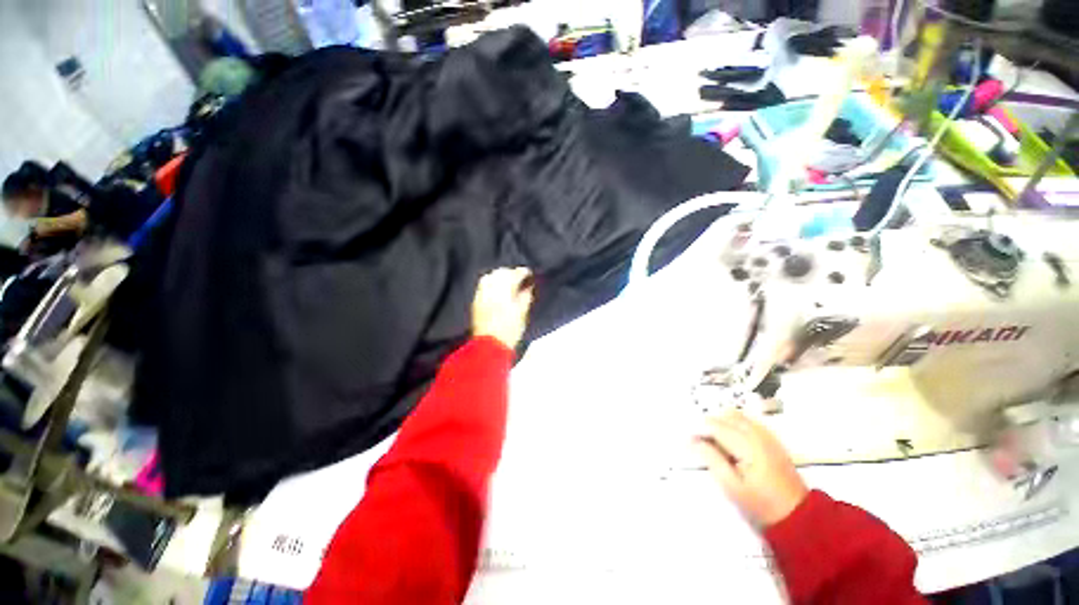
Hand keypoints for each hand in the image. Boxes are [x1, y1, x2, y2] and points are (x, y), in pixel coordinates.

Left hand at [471, 267, 533, 349]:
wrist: (489, 345)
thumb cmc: (510, 331)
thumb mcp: (522, 313)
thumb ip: (525, 297)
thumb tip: (528, 287)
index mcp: (504, 291)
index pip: (514, 275)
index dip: (523, 272)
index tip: (529, 273)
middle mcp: (491, 289)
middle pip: (500, 272)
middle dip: (510, 272)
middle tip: (519, 277)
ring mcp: (481, 294)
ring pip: (489, 277)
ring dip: (499, 276)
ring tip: (507, 281)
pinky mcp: (476, 301)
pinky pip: (483, 285)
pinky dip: (490, 283)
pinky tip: (496, 289)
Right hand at [694, 409, 807, 526]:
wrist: (798, 518)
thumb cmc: (761, 505)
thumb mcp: (732, 486)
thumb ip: (712, 459)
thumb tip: (693, 441)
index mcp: (748, 446)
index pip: (716, 426)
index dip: (699, 430)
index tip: (687, 439)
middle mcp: (759, 435)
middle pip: (727, 416)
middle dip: (710, 424)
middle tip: (700, 441)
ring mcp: (768, 436)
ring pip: (738, 416)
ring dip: (722, 423)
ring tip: (714, 442)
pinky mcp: (773, 441)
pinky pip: (748, 422)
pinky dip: (734, 425)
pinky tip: (731, 441)